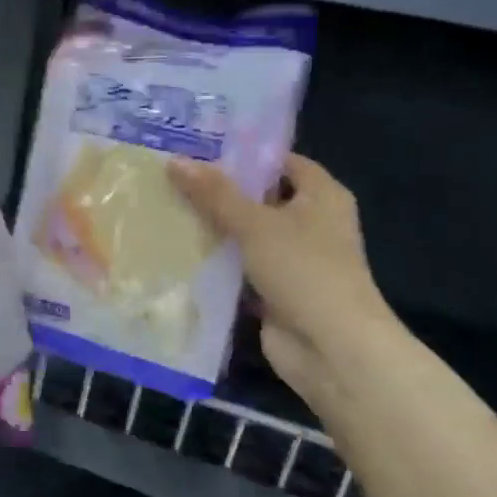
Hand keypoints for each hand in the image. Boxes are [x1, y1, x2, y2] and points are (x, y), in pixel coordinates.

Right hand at [170, 154, 394, 399]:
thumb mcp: (255, 224)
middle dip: (219, 192)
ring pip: (246, 235)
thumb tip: (175, 161)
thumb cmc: (303, 270)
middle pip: (259, 198)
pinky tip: (177, 251)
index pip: (281, 162)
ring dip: (214, 229)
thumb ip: (215, 194)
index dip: (244, 155)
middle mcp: (310, 223)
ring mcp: (293, 259)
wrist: (331, 347)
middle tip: (172, 177)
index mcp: (321, 196)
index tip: (199, 149)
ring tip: (165, 208)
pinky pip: (240, 268)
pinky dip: (216, 263)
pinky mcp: (275, 290)